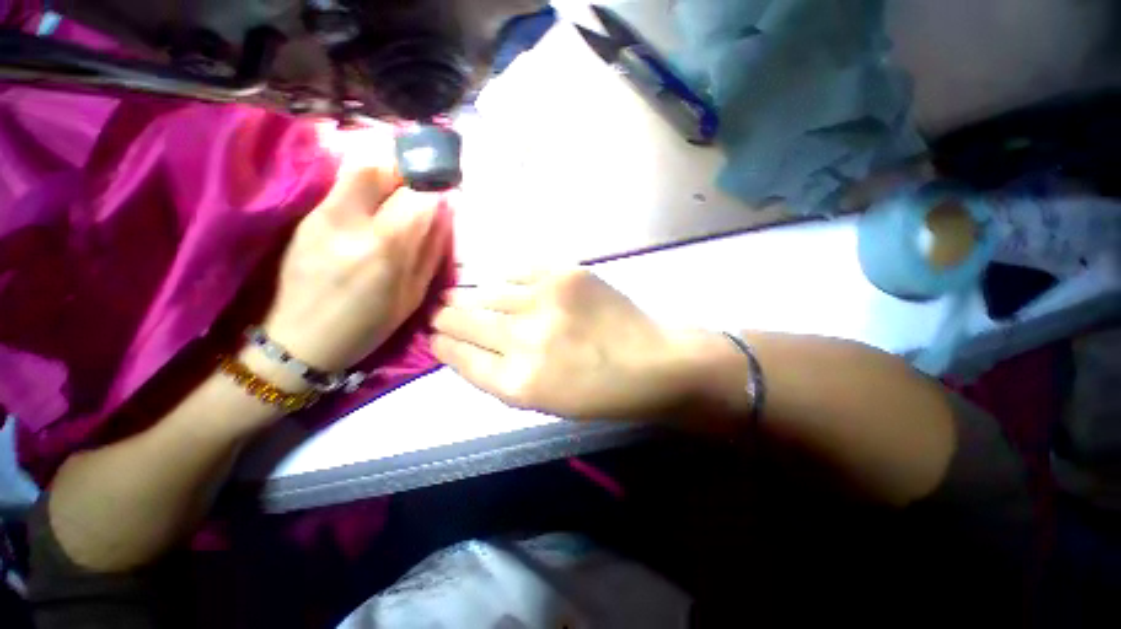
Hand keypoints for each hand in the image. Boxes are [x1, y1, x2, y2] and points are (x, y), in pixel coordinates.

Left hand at [258, 160, 451, 376]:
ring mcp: (322, 215)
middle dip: (408, 174)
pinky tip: (373, 210)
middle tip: (419, 190)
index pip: (417, 198)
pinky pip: (343, 187)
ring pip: (358, 171)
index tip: (444, 196)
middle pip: (382, 170)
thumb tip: (445, 213)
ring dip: (386, 177)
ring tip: (398, 198)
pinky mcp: (305, 217)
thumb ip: (431, 249)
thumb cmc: (367, 325)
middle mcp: (351, 222)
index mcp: (385, 248)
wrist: (299, 340)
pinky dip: (366, 189)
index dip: (435, 191)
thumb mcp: (413, 294)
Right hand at [432, 269, 728, 420]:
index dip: (442, 344)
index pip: (461, 356)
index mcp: (518, 382)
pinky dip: (506, 278)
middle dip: (445, 316)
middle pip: (465, 320)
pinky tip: (503, 284)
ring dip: (470, 295)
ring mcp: (546, 301)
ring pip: (487, 292)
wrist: (652, 362)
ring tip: (461, 294)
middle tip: (439, 311)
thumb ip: (500, 375)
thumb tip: (464, 346)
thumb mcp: (543, 401)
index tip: (433, 335)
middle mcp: (525, 339)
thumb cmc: (599, 392)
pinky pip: (519, 271)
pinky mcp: (565, 274)